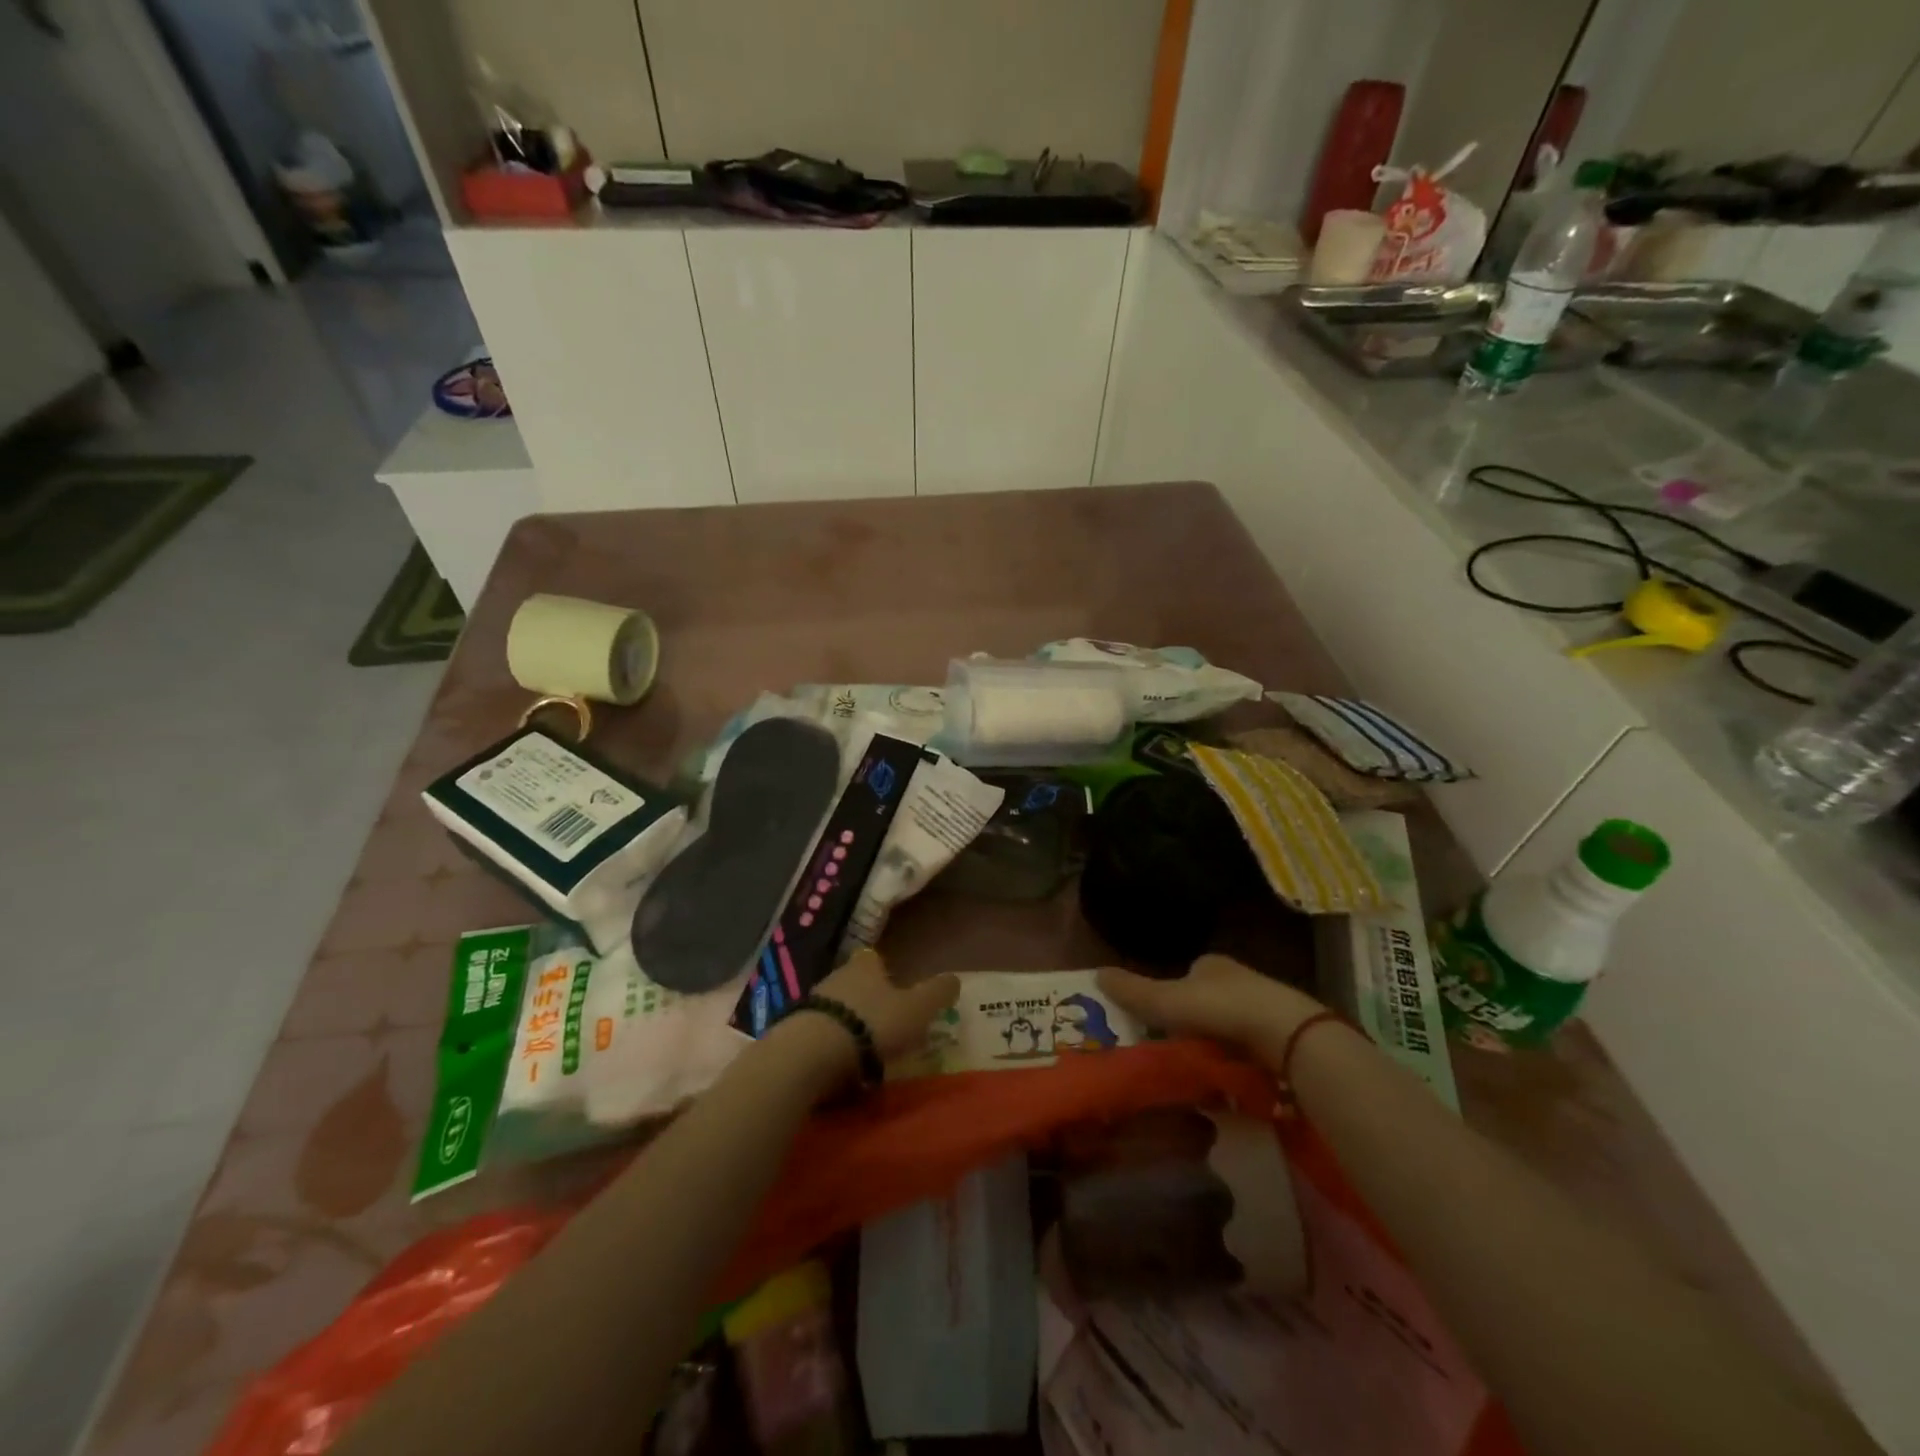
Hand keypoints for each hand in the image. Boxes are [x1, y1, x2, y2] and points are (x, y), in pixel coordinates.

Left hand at [810, 949, 959, 1063]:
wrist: (811, 1053)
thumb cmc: (872, 1024)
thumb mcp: (916, 1009)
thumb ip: (937, 993)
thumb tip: (955, 978)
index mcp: (866, 966)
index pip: (875, 958)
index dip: (886, 971)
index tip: (897, 987)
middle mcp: (837, 976)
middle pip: (855, 982)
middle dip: (868, 998)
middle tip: (885, 1021)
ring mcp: (813, 1003)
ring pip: (836, 1007)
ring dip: (848, 1022)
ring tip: (864, 1047)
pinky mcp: (794, 1030)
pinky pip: (819, 1032)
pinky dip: (830, 1043)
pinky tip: (840, 1062)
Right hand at [1098, 954, 1325, 1061]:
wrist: (1286, 1035)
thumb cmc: (1220, 1009)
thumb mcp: (1166, 1001)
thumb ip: (1132, 991)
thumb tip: (1095, 973)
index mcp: (1211, 964)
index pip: (1186, 975)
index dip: (1170, 996)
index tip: (1158, 1021)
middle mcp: (1239, 979)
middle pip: (1207, 1001)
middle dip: (1193, 1023)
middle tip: (1175, 1051)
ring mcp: (1266, 1008)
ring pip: (1230, 1027)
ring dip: (1216, 1046)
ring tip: (1198, 1073)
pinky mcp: (1284, 1038)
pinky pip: (1251, 1050)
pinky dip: (1239, 1063)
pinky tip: (1229, 1082)